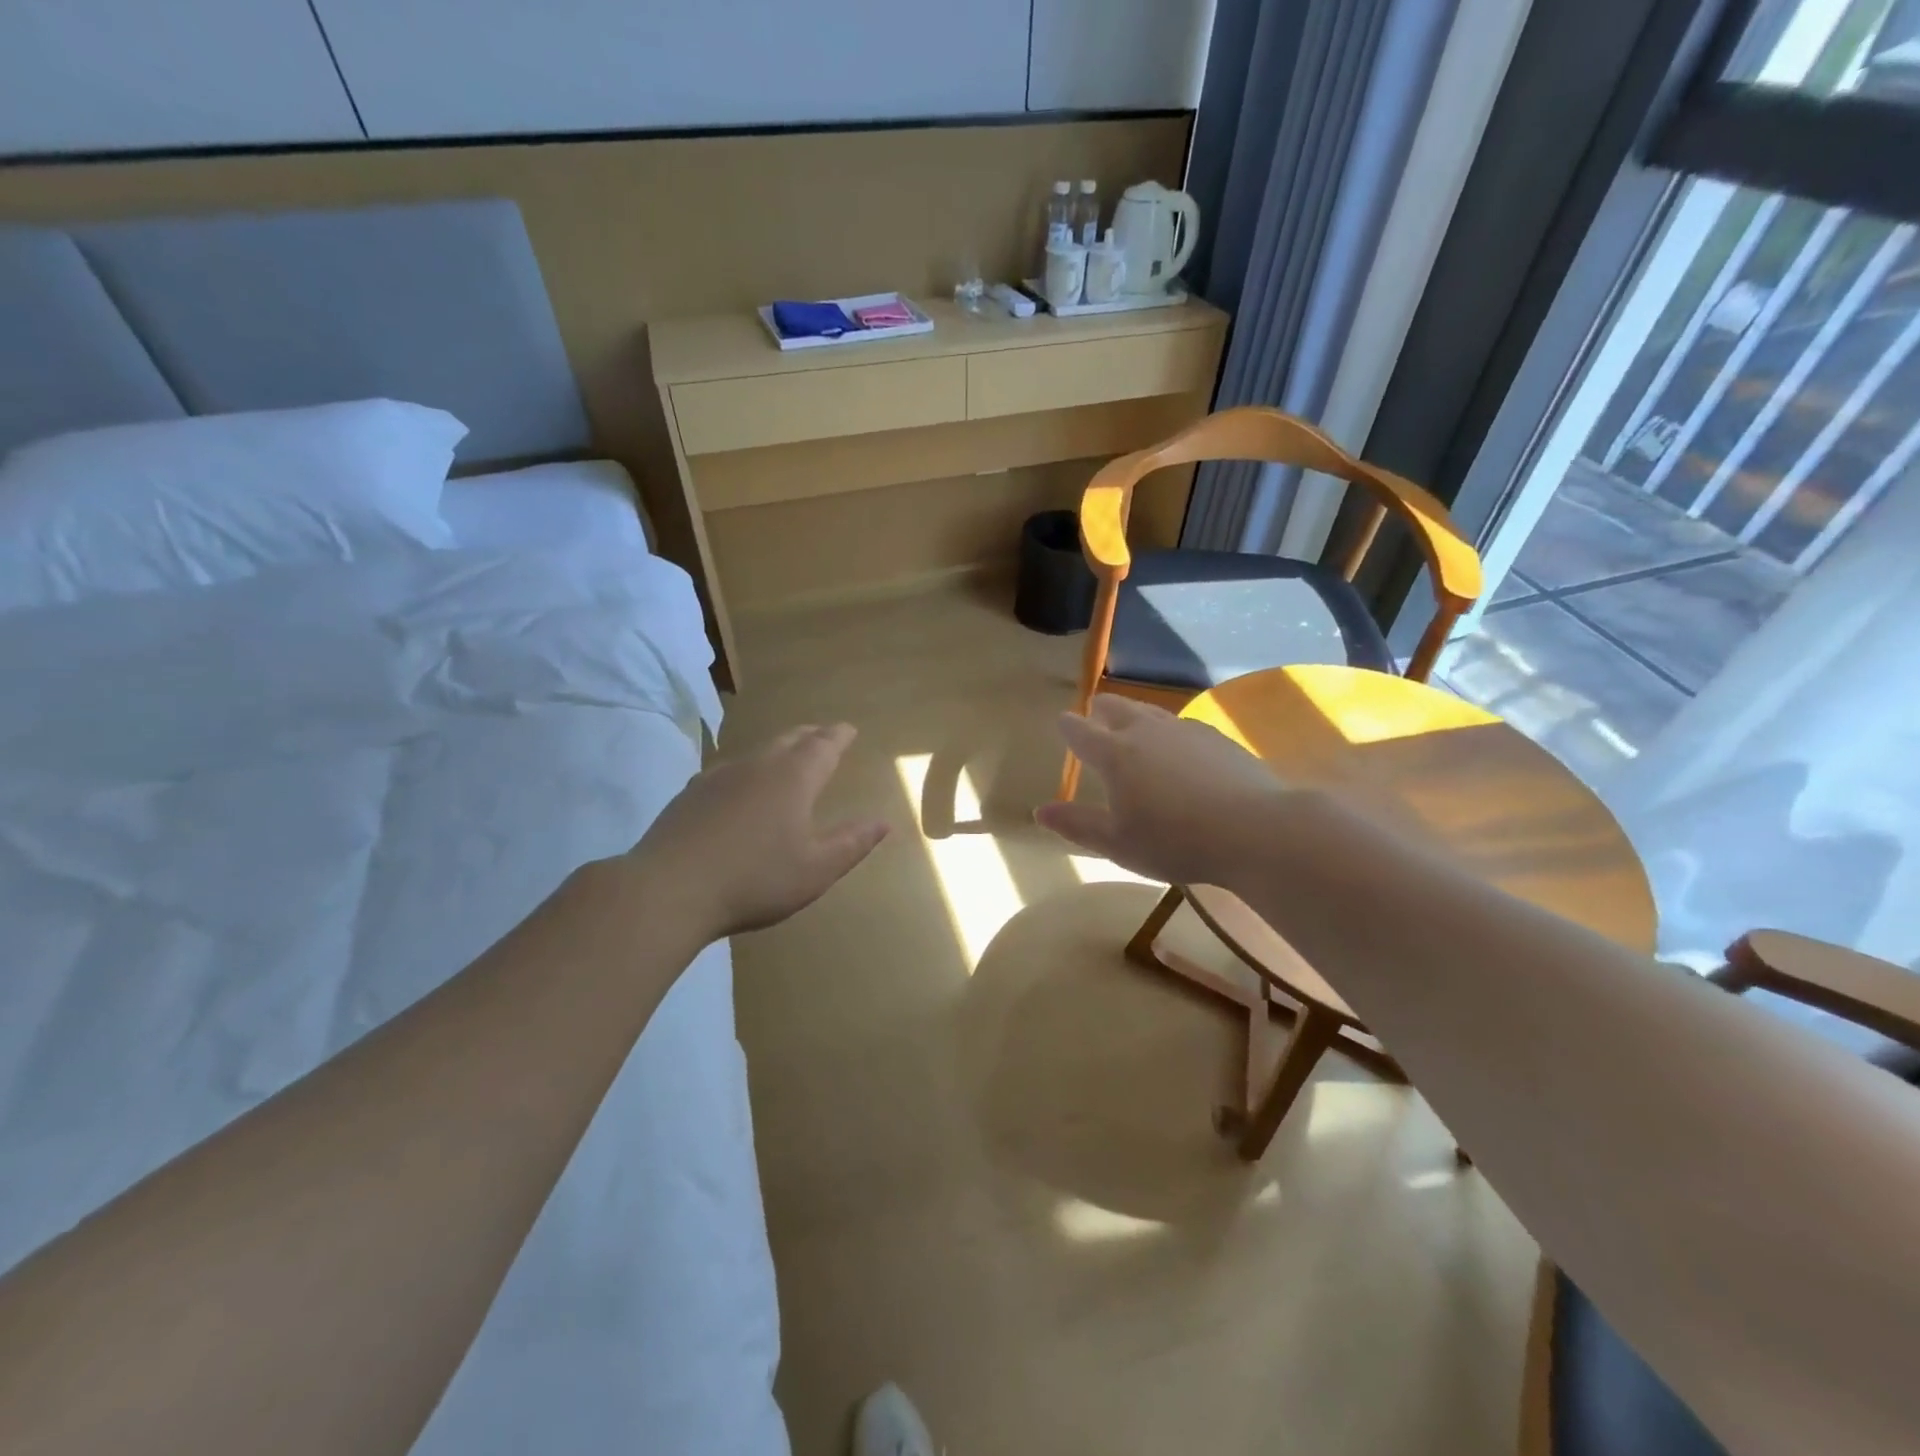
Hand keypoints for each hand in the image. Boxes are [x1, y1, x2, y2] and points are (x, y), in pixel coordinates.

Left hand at [625, 723, 888, 937]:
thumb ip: (852, 843)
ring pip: (756, 753)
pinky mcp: (690, 795)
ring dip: (777, 752)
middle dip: (810, 736)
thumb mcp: (816, 869)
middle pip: (789, 740)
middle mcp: (757, 766)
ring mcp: (718, 777)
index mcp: (793, 778)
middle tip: (823, 735)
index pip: (823, 745)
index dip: (839, 736)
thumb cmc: (755, 879)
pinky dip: (746, 773)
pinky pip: (728, 772)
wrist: (669, 890)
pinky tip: (739, 791)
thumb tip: (883, 821)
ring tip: (786, 761)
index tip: (849, 729)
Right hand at [1035, 697, 1285, 886]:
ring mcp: (1186, 731)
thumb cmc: (1175, 841)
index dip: (1068, 726)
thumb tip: (1040, 812)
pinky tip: (1180, 749)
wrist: (1255, 830)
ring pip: (1152, 713)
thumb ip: (1078, 825)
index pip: (1081, 732)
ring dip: (1136, 716)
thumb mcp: (1118, 843)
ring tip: (1134, 725)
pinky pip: (1183, 727)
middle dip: (1102, 710)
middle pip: (1118, 708)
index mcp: (1116, 754)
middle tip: (1095, 712)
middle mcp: (1147, 731)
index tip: (1062, 722)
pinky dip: (1170, 732)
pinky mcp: (1218, 738)